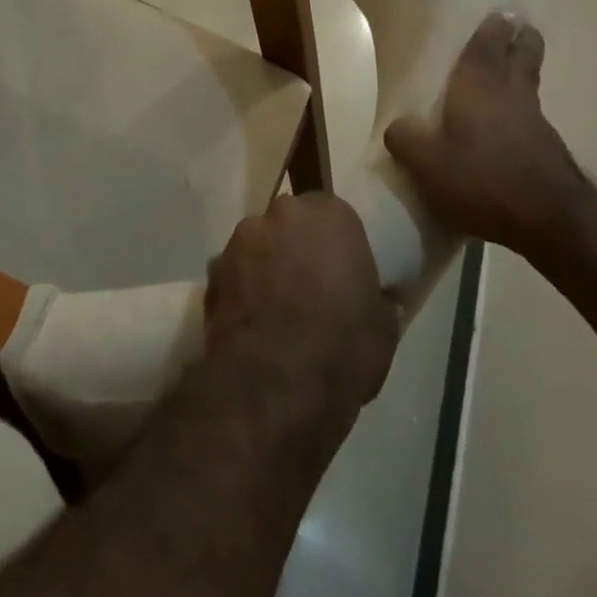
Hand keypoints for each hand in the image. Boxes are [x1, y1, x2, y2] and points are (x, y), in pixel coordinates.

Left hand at [206, 193, 398, 411]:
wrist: (275, 383)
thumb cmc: (342, 349)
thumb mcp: (384, 329)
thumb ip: (376, 297)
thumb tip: (376, 297)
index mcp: (329, 216)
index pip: (334, 214)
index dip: (336, 244)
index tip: (340, 271)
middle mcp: (281, 213)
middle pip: (291, 222)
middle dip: (296, 246)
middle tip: (308, 286)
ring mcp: (241, 237)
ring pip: (259, 244)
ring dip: (266, 264)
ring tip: (275, 308)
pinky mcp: (213, 265)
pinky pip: (234, 270)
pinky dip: (241, 287)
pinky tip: (251, 322)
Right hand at [385, 14, 589, 257]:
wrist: (554, 223)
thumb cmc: (484, 180)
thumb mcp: (428, 164)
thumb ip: (406, 139)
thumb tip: (398, 126)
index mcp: (478, 90)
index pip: (484, 51)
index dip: (491, 32)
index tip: (500, 13)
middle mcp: (510, 99)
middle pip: (521, 62)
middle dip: (522, 43)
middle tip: (524, 28)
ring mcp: (536, 126)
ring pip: (528, 89)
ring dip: (524, 75)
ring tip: (516, 71)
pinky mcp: (550, 154)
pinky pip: (532, 120)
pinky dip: (523, 113)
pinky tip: (514, 127)